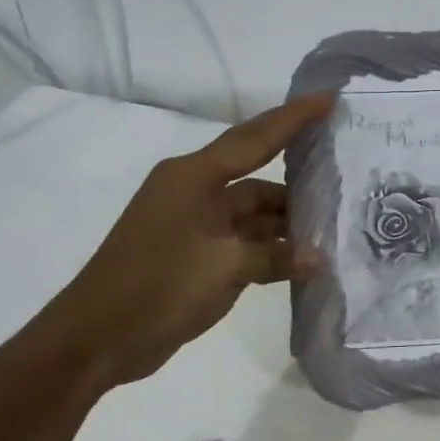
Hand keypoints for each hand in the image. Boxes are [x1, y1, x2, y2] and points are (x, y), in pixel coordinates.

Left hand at [41, 93, 333, 382]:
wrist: (94, 340)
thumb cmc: (156, 288)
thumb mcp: (223, 269)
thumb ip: (276, 258)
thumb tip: (319, 258)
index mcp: (193, 177)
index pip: (254, 139)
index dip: (294, 118)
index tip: (329, 99)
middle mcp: (195, 192)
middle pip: (257, 177)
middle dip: (299, 180)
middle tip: (345, 173)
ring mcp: (195, 225)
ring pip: (253, 213)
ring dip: (287, 223)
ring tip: (334, 225)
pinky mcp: (196, 254)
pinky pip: (243, 241)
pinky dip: (270, 249)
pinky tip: (304, 259)